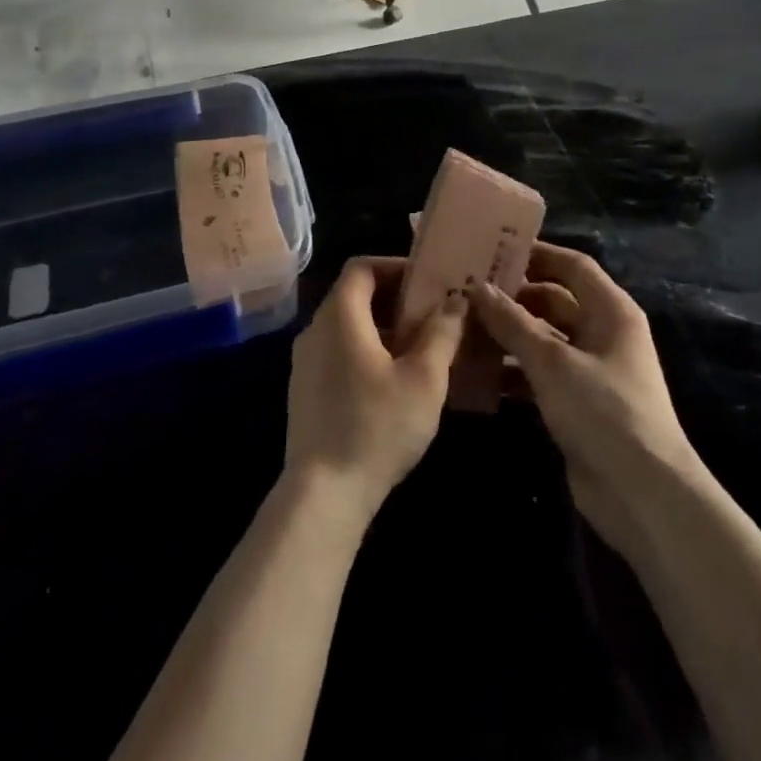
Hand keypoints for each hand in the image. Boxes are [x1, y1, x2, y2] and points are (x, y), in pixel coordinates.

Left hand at [283, 256, 464, 527]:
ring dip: (383, 327)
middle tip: (434, 314)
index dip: (395, 266)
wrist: (323, 494)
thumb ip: (441, 333)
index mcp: (339, 317)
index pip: (360, 267)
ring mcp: (305, 362)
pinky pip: (338, 352)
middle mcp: (315, 330)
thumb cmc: (377, 427)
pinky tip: (394, 381)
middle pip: (354, 295)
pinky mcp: (305, 391)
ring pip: (347, 326)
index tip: (428, 281)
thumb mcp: (423, 379)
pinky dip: (366, 351)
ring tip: (422, 347)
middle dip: (395, 299)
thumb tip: (456, 300)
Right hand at [471, 244, 698, 558]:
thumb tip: (478, 288)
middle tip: (465, 292)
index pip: (572, 266)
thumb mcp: (553, 362)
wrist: (643, 495)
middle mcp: (603, 334)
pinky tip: (477, 374)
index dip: (536, 254)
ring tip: (461, 330)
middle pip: (554, 301)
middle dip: (513, 297)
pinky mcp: (577, 403)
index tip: (493, 250)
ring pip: (542, 339)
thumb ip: (513, 323)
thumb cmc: (604, 412)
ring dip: (507, 336)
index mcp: (611, 312)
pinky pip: (539, 374)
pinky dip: (513, 372)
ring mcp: (590, 370)